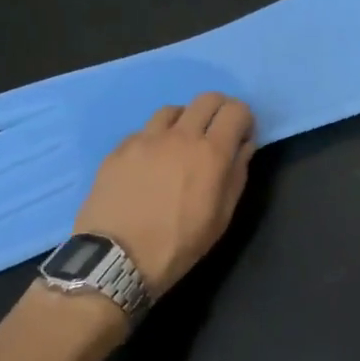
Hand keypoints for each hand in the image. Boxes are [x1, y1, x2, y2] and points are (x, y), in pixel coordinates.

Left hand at [73, 92, 254, 295]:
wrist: (115, 261)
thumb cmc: (179, 244)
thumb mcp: (222, 216)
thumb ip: (237, 174)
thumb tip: (244, 146)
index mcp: (211, 153)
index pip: (236, 110)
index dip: (244, 118)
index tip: (241, 136)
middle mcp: (180, 136)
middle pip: (207, 99)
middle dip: (219, 110)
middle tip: (216, 132)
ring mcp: (146, 140)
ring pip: (173, 110)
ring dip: (185, 121)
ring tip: (180, 144)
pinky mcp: (119, 150)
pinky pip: (144, 131)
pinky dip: (155, 139)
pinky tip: (150, 162)